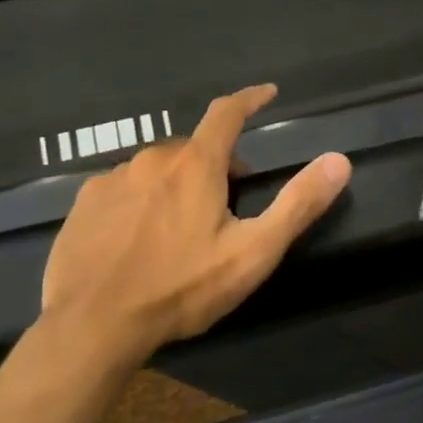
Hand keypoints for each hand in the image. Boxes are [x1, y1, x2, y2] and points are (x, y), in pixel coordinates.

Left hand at [38, 84, 351, 375]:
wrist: (92, 328)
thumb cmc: (181, 289)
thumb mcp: (253, 252)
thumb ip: (298, 204)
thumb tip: (340, 160)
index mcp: (195, 165)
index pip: (227, 113)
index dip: (250, 99)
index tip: (267, 93)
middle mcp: (151, 160)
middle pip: (194, 148)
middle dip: (217, 164)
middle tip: (229, 203)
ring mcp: (111, 181)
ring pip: (157, 169)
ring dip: (177, 184)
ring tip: (182, 230)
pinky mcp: (83, 205)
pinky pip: (123, 190)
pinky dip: (141, 201)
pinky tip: (140, 240)